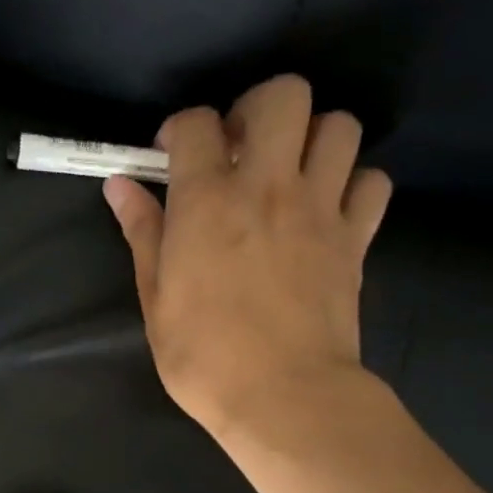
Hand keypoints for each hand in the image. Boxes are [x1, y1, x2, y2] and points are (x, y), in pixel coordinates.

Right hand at [103, 74, 391, 444]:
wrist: (284, 397)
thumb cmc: (205, 356)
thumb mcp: (156, 299)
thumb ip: (143, 233)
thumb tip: (120, 186)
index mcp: (208, 201)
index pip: (196, 122)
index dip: (181, 128)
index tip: (172, 155)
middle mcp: (269, 187)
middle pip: (284, 95)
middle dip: (258, 108)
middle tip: (242, 147)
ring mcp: (321, 209)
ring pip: (339, 126)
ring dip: (312, 138)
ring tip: (290, 173)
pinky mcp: (357, 238)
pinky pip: (373, 182)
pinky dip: (354, 184)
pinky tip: (330, 209)